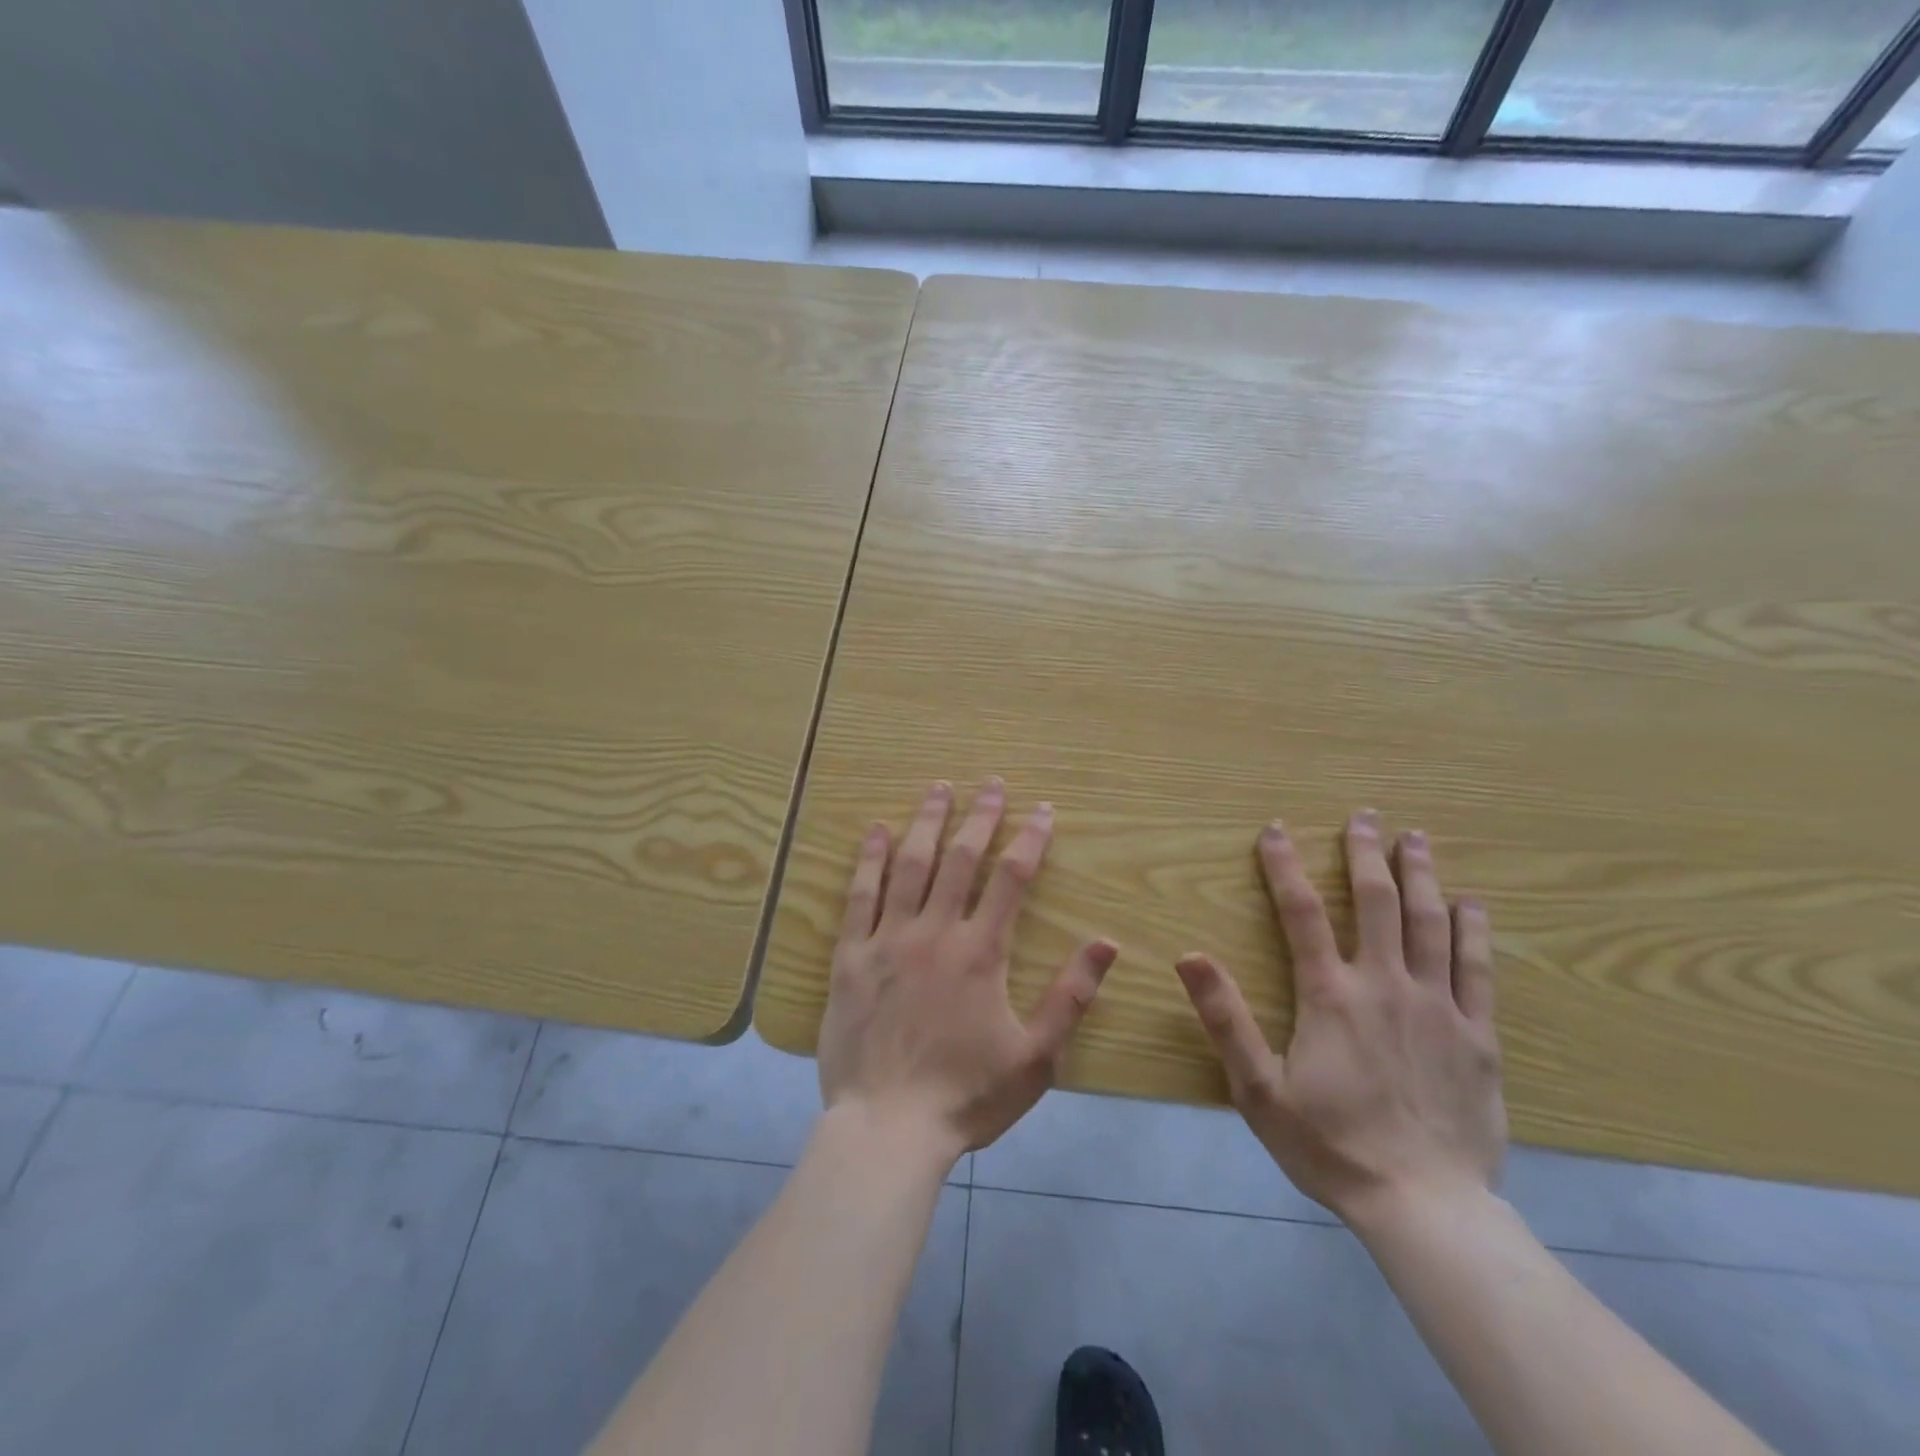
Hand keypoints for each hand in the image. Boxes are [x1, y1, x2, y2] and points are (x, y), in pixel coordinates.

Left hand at [819, 778, 1119, 1161]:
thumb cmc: (966, 1096)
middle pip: (961, 859)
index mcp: (980, 953)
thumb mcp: (1036, 1057)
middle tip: (991, 783)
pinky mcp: (850, 957)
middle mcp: (934, 933)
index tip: (1042, 809)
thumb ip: (1071, 997)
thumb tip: (1106, 943)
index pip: (1011, 879)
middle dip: (980, 816)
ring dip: (927, 822)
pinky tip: (876, 829)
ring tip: (939, 788)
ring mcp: (888, 940)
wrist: (887, 1128)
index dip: (1030, 839)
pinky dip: (868, 859)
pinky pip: (859, 896)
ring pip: (909, 865)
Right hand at [1175, 811, 1503, 1226]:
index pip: (1301, 912)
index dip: (1284, 865)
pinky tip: (1471, 902)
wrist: (1425, 1207)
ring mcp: (1438, 1007)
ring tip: (1415, 838)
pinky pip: (1478, 969)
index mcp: (1330, 995)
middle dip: (1366, 853)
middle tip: (1365, 816)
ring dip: (1421, 875)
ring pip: (1431, 923)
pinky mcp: (1478, 1036)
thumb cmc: (1329, 1145)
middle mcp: (1386, 985)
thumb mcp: (1257, 1088)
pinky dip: (1473, 929)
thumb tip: (1190, 956)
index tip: (1275, 830)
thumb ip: (1225, 1018)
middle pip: (1377, 902)